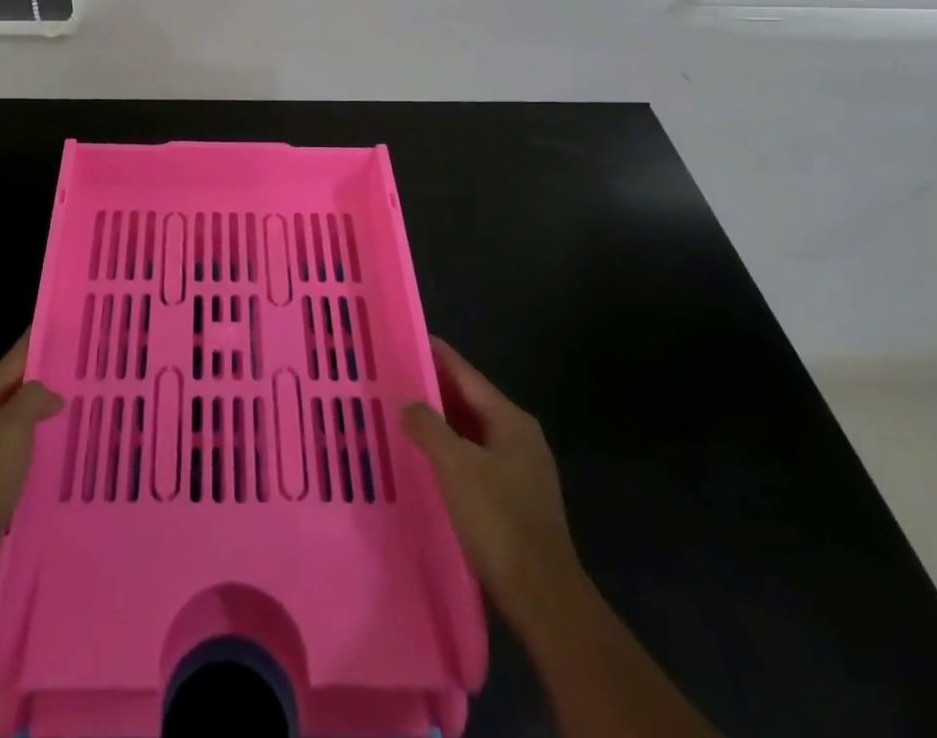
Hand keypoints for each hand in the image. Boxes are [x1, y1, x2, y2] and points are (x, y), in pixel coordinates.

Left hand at [0, 331, 63, 619]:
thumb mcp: (11, 428)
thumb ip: (34, 398)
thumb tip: (52, 396)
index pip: (14, 357)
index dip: (42, 339)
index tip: (73, 325)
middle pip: (15, 388)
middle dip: (48, 378)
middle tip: (90, 369)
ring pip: (16, 421)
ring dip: (44, 414)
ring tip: (83, 407)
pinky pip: (15, 451)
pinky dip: (36, 445)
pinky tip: (59, 451)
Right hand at [403, 337, 578, 634]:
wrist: (543, 598)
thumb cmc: (499, 522)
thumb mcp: (456, 467)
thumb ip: (429, 427)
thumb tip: (408, 403)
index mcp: (511, 421)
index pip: (466, 375)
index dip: (437, 355)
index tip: (407, 338)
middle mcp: (518, 437)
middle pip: (469, 401)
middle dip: (433, 389)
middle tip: (394, 377)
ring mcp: (519, 470)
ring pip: (470, 432)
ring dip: (439, 423)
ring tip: (401, 414)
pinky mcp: (513, 499)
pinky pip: (474, 459)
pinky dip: (449, 451)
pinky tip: (425, 459)